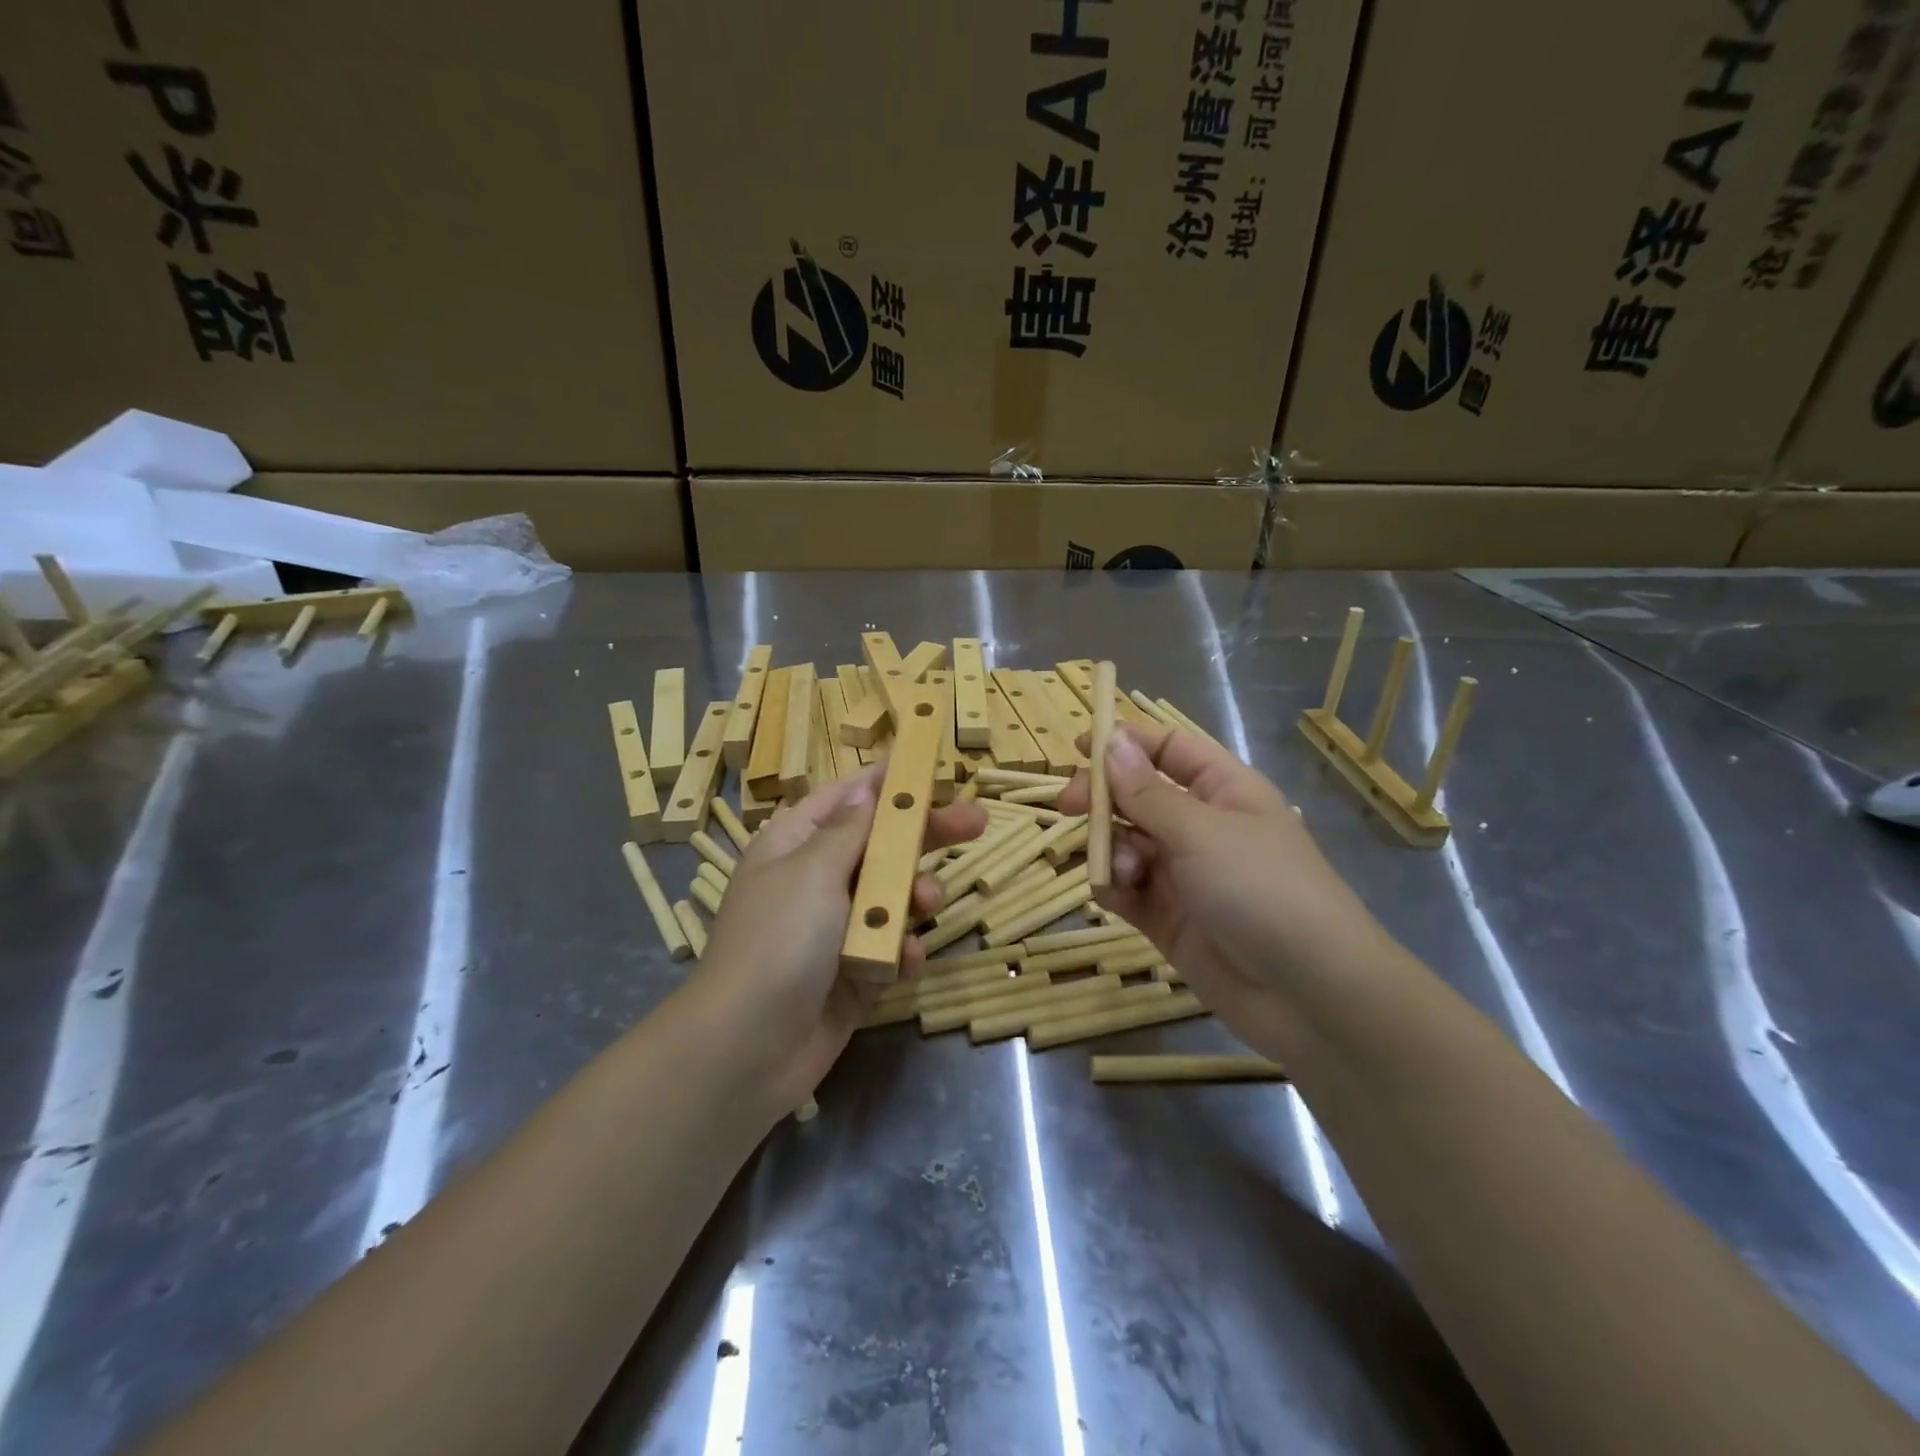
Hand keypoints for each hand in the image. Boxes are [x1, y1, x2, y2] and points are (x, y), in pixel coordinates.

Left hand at [691, 767, 988, 1108]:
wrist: (749, 1048)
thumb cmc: (780, 940)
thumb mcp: (814, 870)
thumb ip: (851, 828)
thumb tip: (867, 786)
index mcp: (795, 844)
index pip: (846, 798)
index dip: (886, 783)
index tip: (929, 769)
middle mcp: (815, 880)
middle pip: (879, 845)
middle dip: (924, 836)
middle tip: (976, 822)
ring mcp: (835, 929)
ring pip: (892, 896)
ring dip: (914, 897)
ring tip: (927, 903)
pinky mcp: (853, 972)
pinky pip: (890, 947)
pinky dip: (901, 949)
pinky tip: (906, 958)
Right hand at [1057, 724, 1401, 1059]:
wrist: (1309, 994)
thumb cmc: (1262, 889)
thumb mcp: (1202, 832)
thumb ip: (1147, 793)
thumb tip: (1111, 742)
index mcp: (1223, 791)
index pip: (1169, 750)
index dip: (1126, 743)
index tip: (1081, 746)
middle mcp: (1201, 827)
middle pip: (1137, 796)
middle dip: (1103, 798)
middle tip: (1068, 806)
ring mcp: (1183, 874)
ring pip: (1126, 843)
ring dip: (1112, 849)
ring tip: (1124, 872)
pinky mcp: (1167, 918)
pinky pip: (1126, 889)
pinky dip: (1115, 887)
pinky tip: (1118, 895)